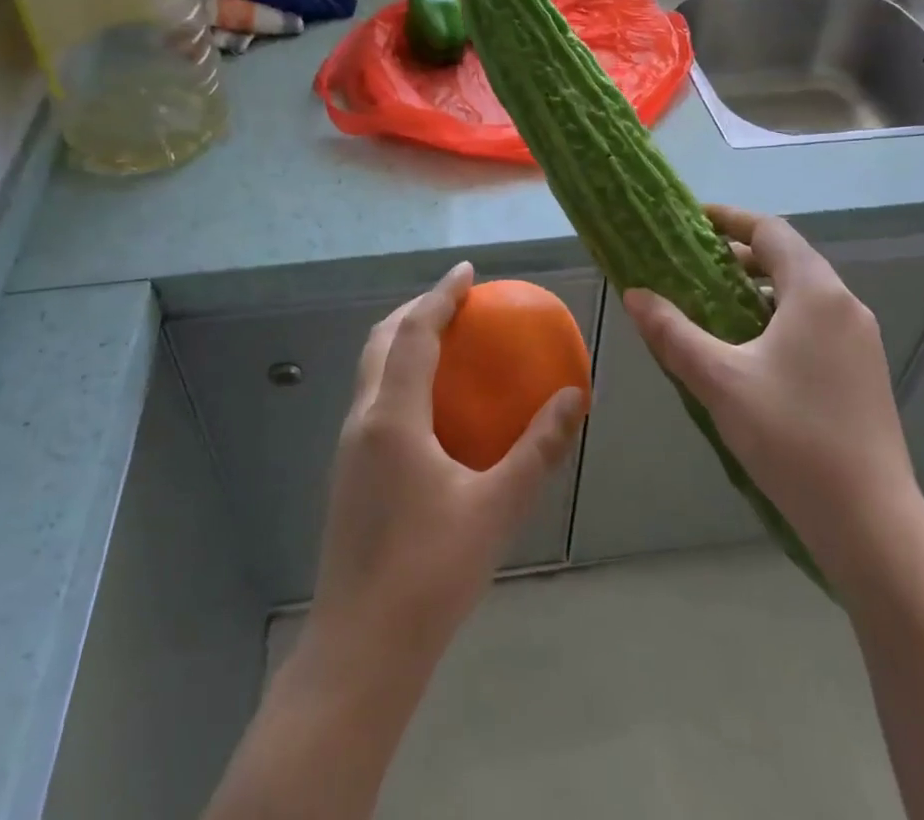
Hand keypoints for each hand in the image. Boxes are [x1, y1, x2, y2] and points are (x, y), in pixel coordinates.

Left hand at [305, 263, 585, 673]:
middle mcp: (363, 420)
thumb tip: (574, 397)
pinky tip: (433, 407)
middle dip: (416, 310)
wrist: (360, 652)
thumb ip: (538, 448)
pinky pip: (374, 399)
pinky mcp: (348, 473)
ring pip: (371, 370)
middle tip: (457, 302)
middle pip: (381, 341)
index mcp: (393, 417)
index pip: (415, 333)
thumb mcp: (497, 508)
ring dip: (403, 342)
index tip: (468, 272)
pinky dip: (400, 376)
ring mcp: (349, 448)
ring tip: (447, 343)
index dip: (440, 295)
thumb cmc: (430, 574)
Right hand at [622, 206, 923, 565]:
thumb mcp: (719, 380)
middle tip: (691, 265)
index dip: (730, 219)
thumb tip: (635, 294)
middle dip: (739, 256)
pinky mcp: (863, 371)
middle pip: (788, 258)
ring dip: (758, 289)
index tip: (692, 220)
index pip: (770, 231)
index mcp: (816, 293)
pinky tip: (748, 351)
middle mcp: (845, 305)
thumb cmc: (791, 437)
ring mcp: (860, 340)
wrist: (870, 522)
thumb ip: (673, 333)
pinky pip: (814, 323)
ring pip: (802, 294)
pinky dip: (778, 318)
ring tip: (712, 306)